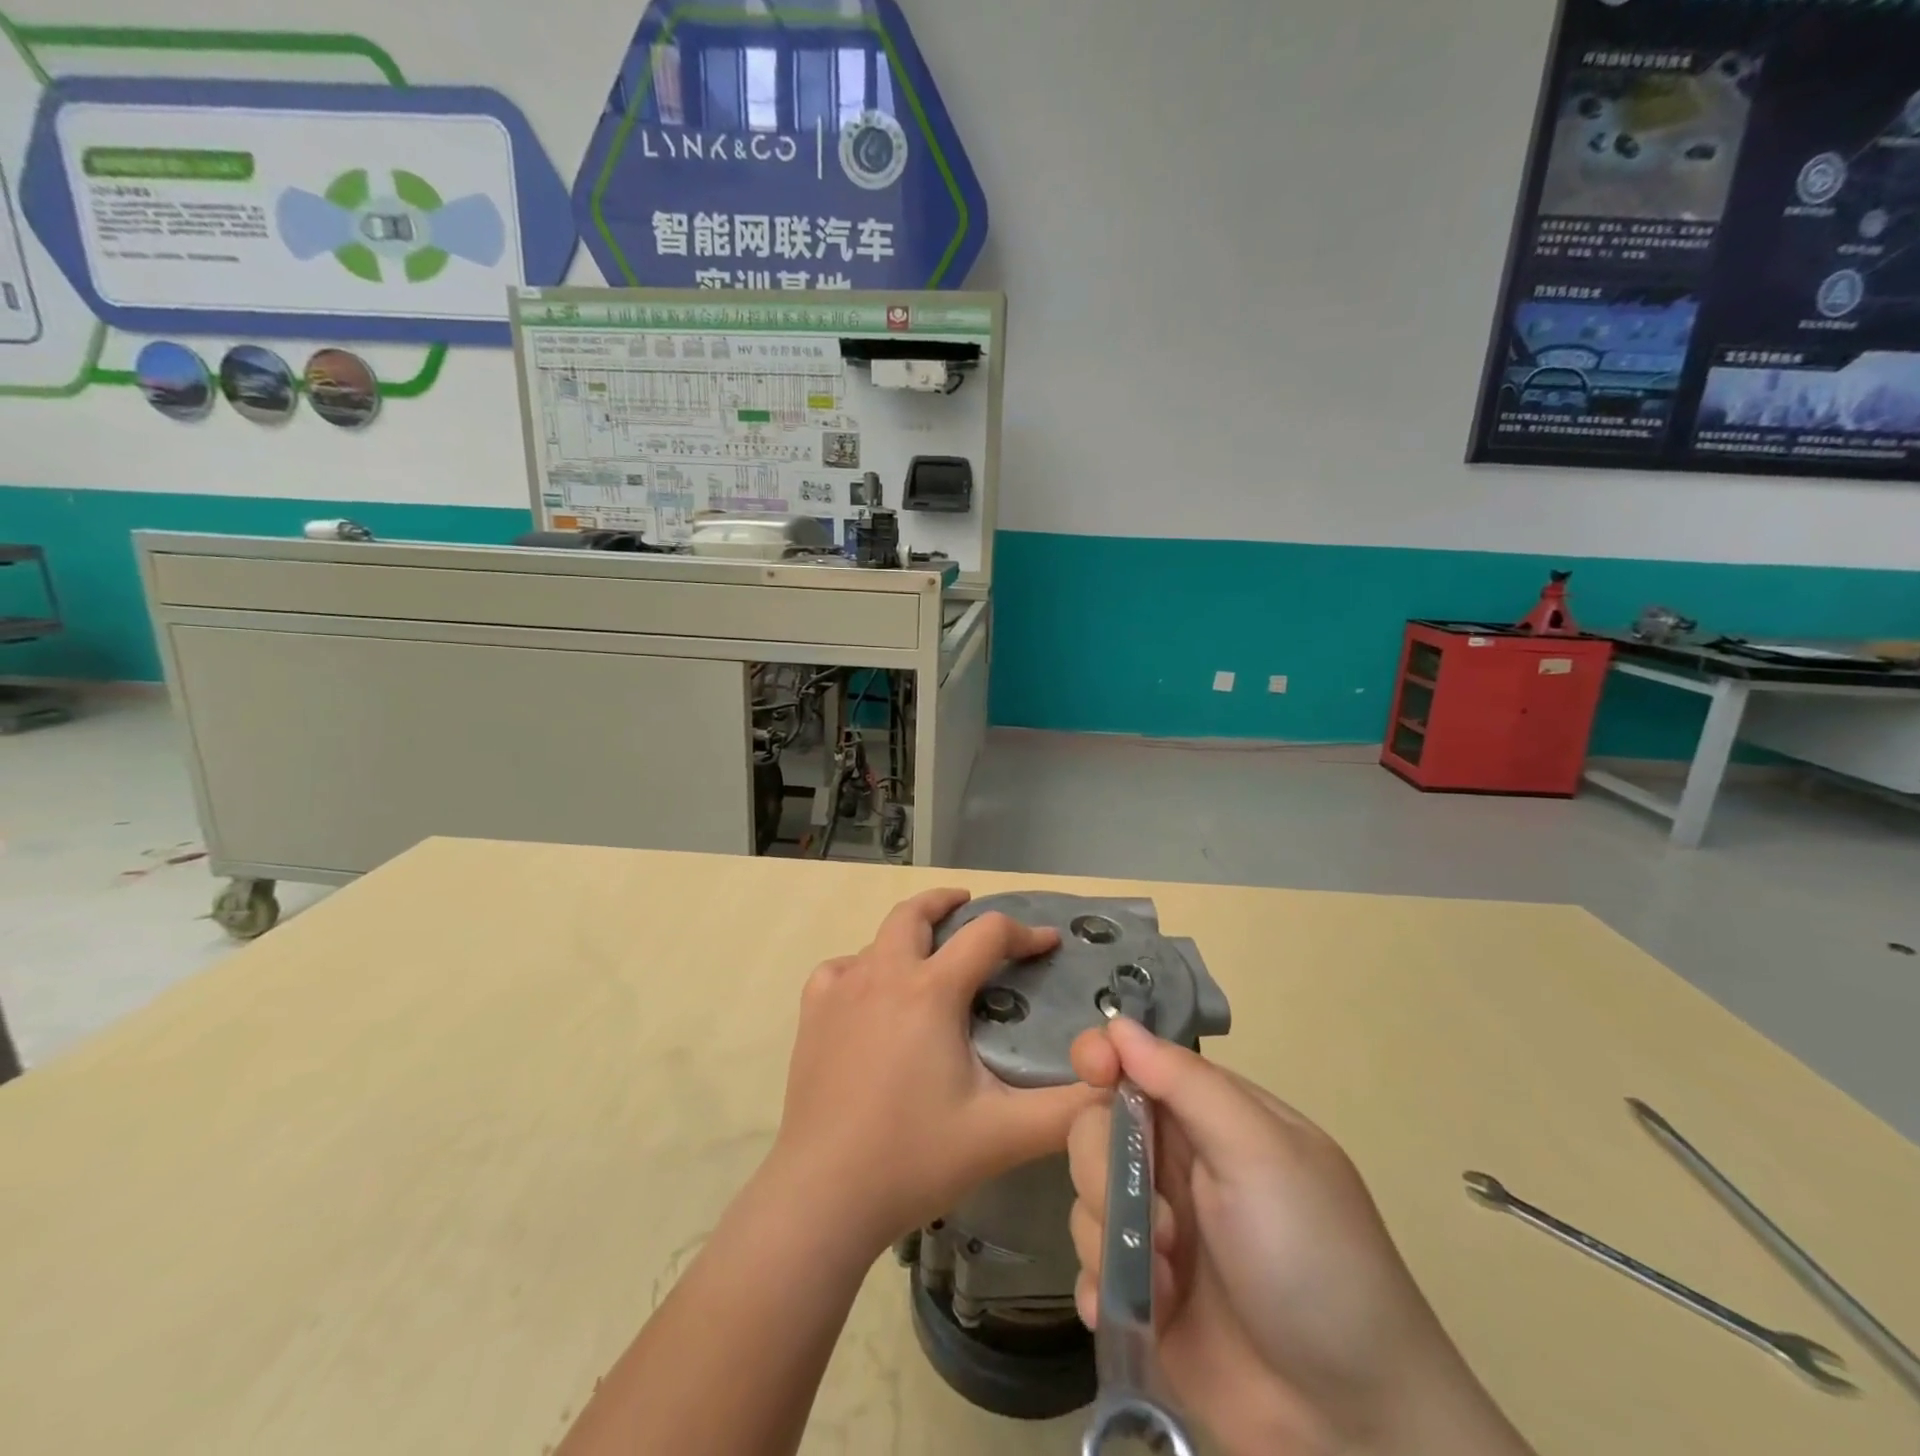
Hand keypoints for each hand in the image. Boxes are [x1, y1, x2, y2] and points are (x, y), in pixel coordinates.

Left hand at [767, 888, 1102, 1258]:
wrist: (824, 1195)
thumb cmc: (915, 1157)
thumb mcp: (1003, 1134)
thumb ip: (1067, 1109)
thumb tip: (1115, 1083)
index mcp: (931, 991)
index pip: (987, 935)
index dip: (1025, 933)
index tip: (1049, 943)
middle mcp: (883, 975)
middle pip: (915, 912)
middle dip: (947, 901)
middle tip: (970, 908)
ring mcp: (841, 991)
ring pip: (878, 939)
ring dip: (908, 935)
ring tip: (928, 955)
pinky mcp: (812, 1015)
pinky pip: (839, 969)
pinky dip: (861, 966)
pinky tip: (870, 992)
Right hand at [1067, 1019, 1532, 1455]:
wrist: (1355, 1427)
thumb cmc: (1314, 1262)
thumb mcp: (1261, 1154)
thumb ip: (1186, 1083)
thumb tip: (1118, 1023)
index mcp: (1209, 1118)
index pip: (1136, 1063)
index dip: (1103, 1059)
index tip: (1092, 1073)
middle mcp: (1176, 1164)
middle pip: (1094, 1128)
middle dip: (1108, 1170)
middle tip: (1160, 1222)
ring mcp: (1155, 1231)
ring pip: (1085, 1196)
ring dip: (1112, 1239)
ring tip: (1167, 1285)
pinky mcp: (1141, 1295)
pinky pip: (1087, 1268)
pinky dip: (1100, 1287)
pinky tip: (1131, 1313)